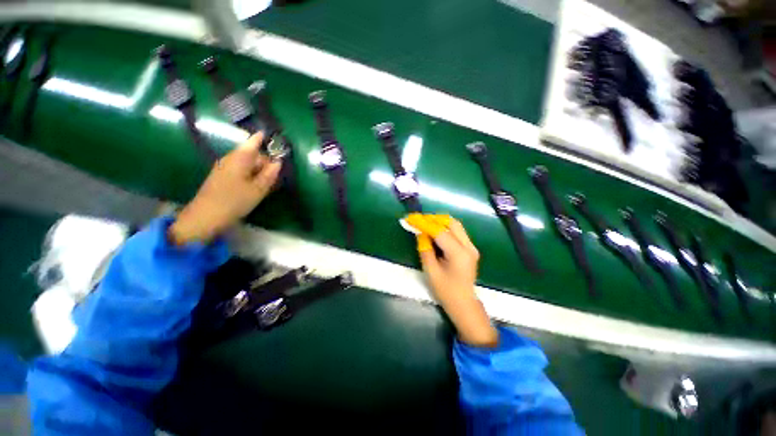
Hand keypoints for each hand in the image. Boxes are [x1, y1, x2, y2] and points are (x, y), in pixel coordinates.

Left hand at [169, 133, 281, 244]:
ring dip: (258, 170)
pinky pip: (240, 170)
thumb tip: (278, 162)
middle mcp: (230, 159)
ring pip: (246, 163)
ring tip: (267, 183)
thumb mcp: (257, 189)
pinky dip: (250, 175)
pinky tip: (255, 186)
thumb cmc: (234, 201)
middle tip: (275, 175)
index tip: (272, 136)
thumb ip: (269, 174)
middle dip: (265, 161)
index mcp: (239, 159)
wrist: (205, 216)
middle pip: (252, 154)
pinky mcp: (221, 177)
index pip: (253, 142)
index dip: (262, 138)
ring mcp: (224, 168)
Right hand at [408, 215, 497, 347]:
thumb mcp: (431, 271)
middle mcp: (468, 246)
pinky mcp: (470, 248)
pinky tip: (434, 232)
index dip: (425, 223)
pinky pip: (456, 232)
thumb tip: (420, 233)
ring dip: (439, 222)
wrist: (463, 303)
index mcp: (459, 254)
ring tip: (424, 224)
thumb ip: (425, 249)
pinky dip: (444, 228)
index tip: (411, 218)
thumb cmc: (446, 291)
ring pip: (455, 225)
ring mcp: (471, 247)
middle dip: (433, 219)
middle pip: (451, 223)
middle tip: (418, 220)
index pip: (440, 232)